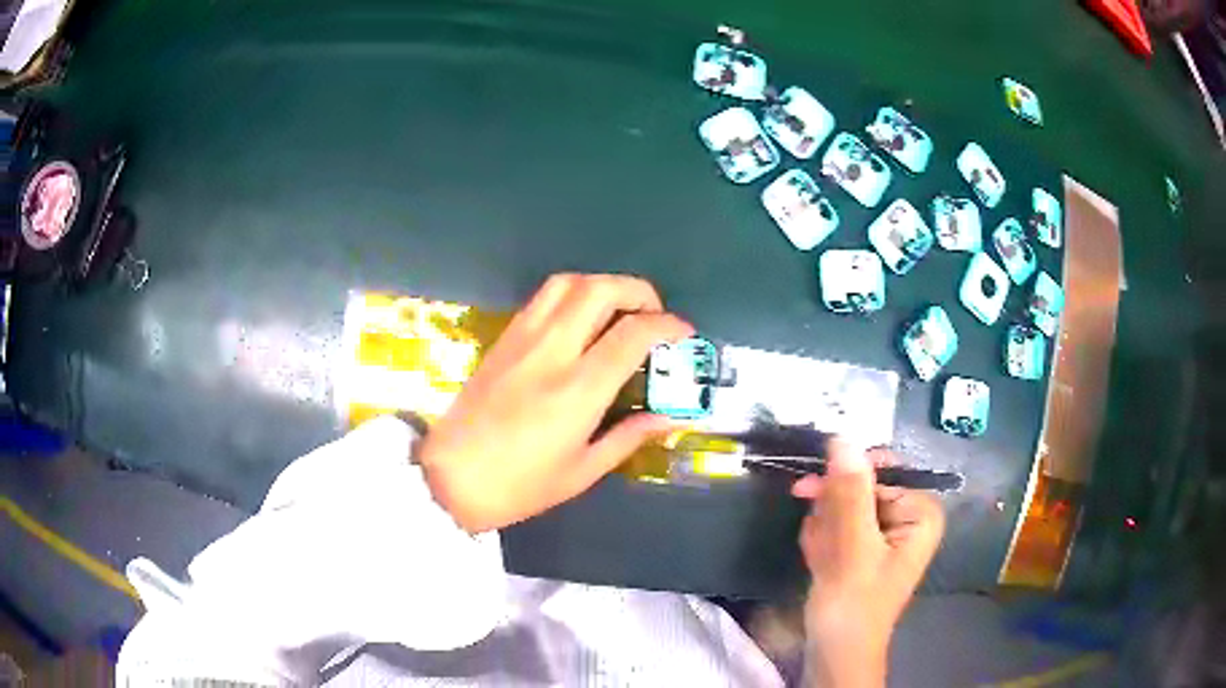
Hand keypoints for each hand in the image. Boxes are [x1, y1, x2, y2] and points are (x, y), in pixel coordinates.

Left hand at [417, 273, 692, 532]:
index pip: (633, 334)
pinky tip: (581, 322)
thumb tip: (671, 417)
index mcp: (577, 389)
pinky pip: (543, 298)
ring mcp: (522, 338)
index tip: (684, 333)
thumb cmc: (519, 485)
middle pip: (600, 289)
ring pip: (568, 283)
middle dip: (638, 291)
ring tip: (619, 311)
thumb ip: (630, 436)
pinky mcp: (502, 338)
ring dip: (603, 285)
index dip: (668, 326)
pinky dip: (573, 295)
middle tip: (653, 314)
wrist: (449, 478)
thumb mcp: (583, 471)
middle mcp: (551, 351)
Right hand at [792, 441, 944, 686]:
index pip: (880, 469)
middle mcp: (908, 515)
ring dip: (823, 532)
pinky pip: (837, 525)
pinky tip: (821, 565)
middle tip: (819, 541)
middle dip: (831, 516)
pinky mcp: (865, 546)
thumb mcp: (853, 546)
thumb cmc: (853, 603)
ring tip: (823, 562)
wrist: (835, 652)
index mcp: (921, 510)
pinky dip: (822, 542)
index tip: (809, 491)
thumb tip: (843, 438)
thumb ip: (850, 492)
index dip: (843, 480)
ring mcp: (886, 531)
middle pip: (859, 488)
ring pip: (842, 506)